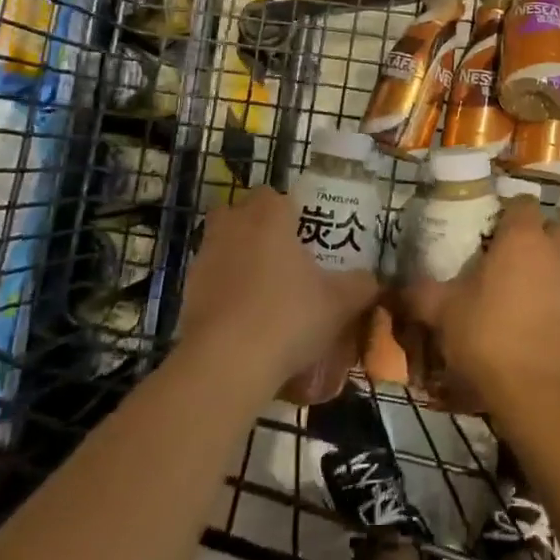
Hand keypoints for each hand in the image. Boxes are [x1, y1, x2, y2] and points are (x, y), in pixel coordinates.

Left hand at [175, 187, 382, 398]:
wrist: (227, 364)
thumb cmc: (289, 316)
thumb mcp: (340, 302)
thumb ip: (362, 285)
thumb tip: (373, 280)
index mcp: (268, 218)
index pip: (272, 195)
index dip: (287, 210)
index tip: (303, 233)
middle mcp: (232, 229)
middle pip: (238, 213)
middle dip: (255, 228)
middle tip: (282, 255)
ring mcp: (203, 261)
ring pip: (221, 247)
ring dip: (238, 260)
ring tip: (265, 292)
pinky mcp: (186, 295)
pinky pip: (209, 282)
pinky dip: (224, 292)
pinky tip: (245, 320)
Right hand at [399, 198, 559, 414]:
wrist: (538, 390)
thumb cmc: (488, 335)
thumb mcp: (443, 312)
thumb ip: (419, 293)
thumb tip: (395, 287)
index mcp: (522, 237)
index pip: (522, 202)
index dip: (504, 210)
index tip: (483, 226)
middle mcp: (552, 251)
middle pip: (547, 226)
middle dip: (528, 234)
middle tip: (498, 252)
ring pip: (556, 258)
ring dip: (538, 265)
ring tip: (507, 287)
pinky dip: (545, 294)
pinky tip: (521, 316)